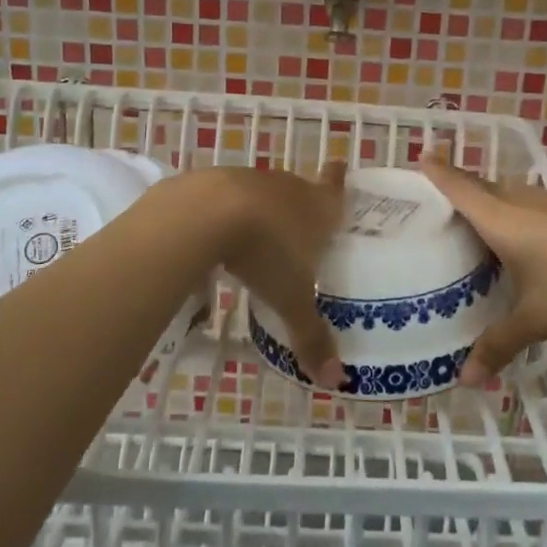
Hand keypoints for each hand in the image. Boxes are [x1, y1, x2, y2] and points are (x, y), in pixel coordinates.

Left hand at [201, 161, 349, 388]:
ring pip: (263, 193)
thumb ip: (311, 337)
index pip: (335, 189)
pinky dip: (227, 212)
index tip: (340, 164)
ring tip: (258, 236)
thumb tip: (336, 382)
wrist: (205, 213)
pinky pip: (227, 197)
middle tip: (301, 226)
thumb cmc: (264, 253)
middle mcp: (288, 187)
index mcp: (317, 208)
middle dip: (301, 205)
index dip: (339, 180)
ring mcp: (249, 179)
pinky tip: (217, 234)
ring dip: (263, 210)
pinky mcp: (212, 181)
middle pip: (300, 190)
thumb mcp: (291, 300)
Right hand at [422, 159, 546, 384]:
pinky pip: (536, 204)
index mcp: (502, 218)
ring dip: (494, 202)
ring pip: (512, 194)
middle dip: (462, 189)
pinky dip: (521, 214)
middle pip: (483, 186)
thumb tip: (466, 380)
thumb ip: (499, 344)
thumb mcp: (536, 319)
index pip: (460, 187)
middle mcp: (524, 200)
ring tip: (481, 227)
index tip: (421, 155)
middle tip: (441, 206)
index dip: (438, 171)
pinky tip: (531, 242)